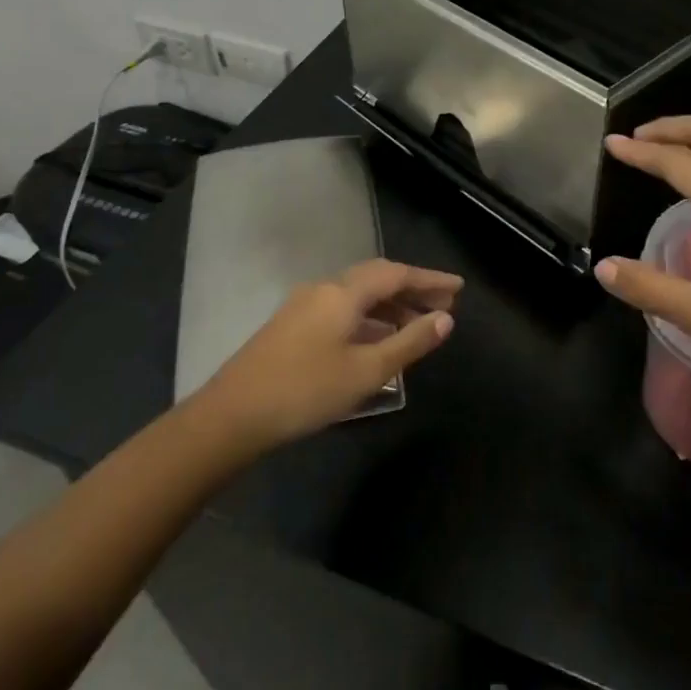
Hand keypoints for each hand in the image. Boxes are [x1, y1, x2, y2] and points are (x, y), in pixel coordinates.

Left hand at [195, 260, 461, 449]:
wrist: (232, 415)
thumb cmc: (306, 390)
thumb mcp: (367, 371)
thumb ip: (409, 343)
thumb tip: (445, 319)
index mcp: (343, 292)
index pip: (396, 274)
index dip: (430, 280)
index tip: (458, 288)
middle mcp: (323, 289)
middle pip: (376, 279)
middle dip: (412, 290)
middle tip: (443, 306)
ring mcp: (303, 306)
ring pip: (357, 295)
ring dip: (390, 306)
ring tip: (417, 325)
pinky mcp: (292, 326)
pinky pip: (342, 310)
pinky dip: (368, 318)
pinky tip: (377, 340)